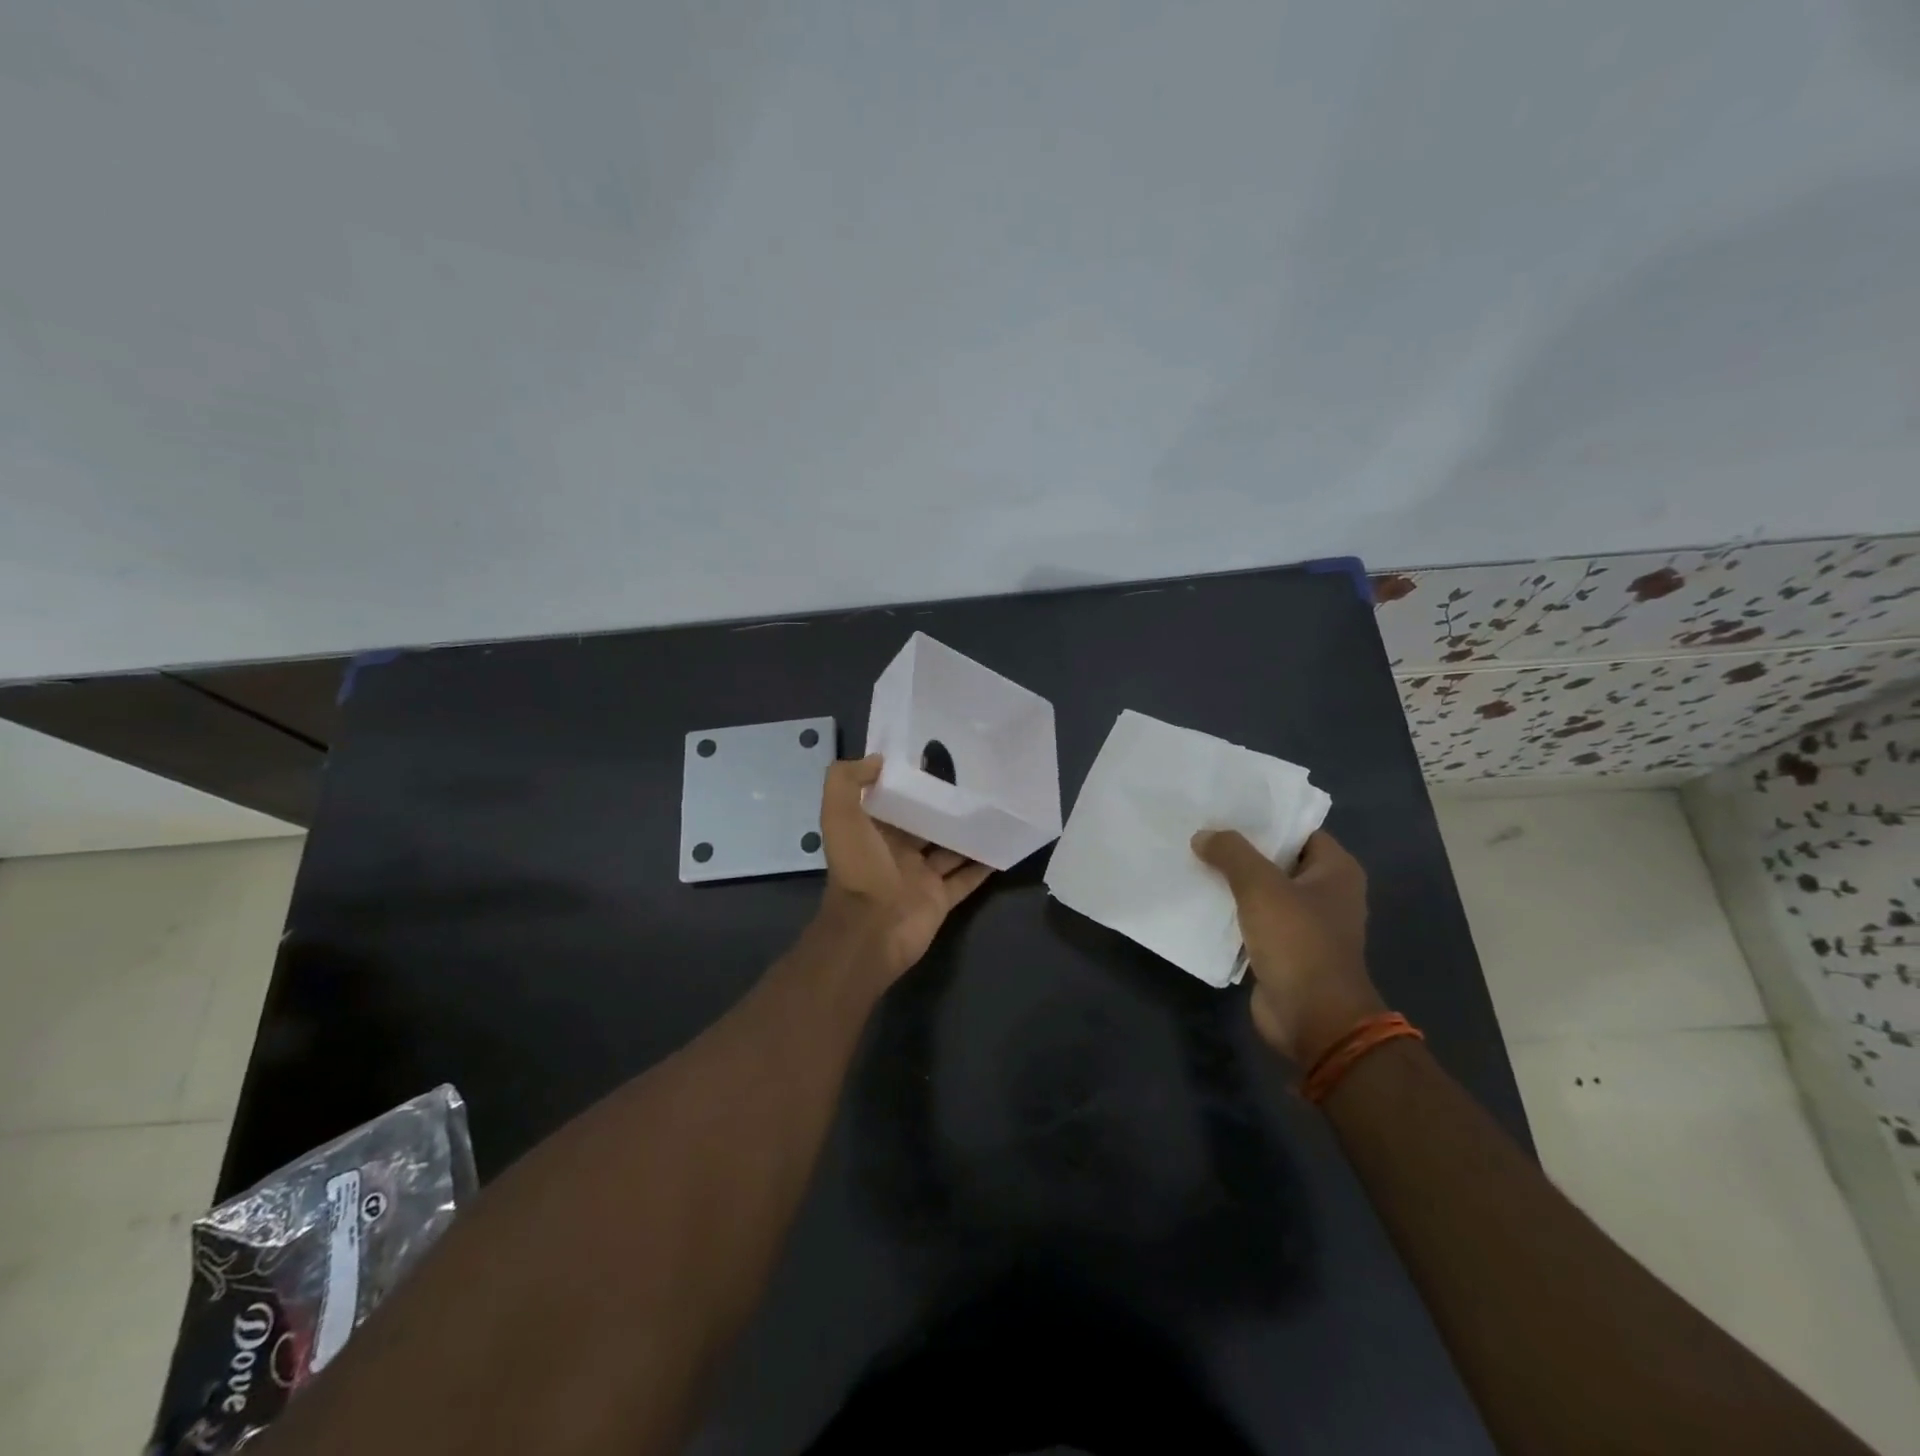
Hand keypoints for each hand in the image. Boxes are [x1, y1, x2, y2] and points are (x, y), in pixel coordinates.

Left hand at [815, 755, 993, 981]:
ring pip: (949, 848)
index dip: (908, 781)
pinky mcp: (941, 898)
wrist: (871, 929)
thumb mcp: (840, 815)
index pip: (892, 801)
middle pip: (924, 823)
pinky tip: (1003, 844)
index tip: (934, 757)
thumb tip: (877, 759)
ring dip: (967, 832)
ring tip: (994, 806)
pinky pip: (966, 878)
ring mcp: (920, 876)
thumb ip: (847, 780)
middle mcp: (897, 852)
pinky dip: (983, 865)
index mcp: (873, 832)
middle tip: (975, 778)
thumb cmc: (859, 868)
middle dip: (943, 805)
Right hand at [1191, 829, 1384, 1064]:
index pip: (1299, 830)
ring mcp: (1306, 924)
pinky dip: (1231, 911)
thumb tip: (1203, 835)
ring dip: (1232, 882)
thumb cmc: (1298, 941)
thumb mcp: (1260, 886)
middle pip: (1278, 859)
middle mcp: (1326, 893)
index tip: (1226, 809)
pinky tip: (1200, 899)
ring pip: (1263, 891)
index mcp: (1336, 870)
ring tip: (1193, 859)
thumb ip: (1231, 853)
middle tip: (1201, 831)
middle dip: (1241, 850)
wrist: (1312, 1018)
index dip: (1265, 819)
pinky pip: (1254, 920)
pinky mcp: (1285, 950)